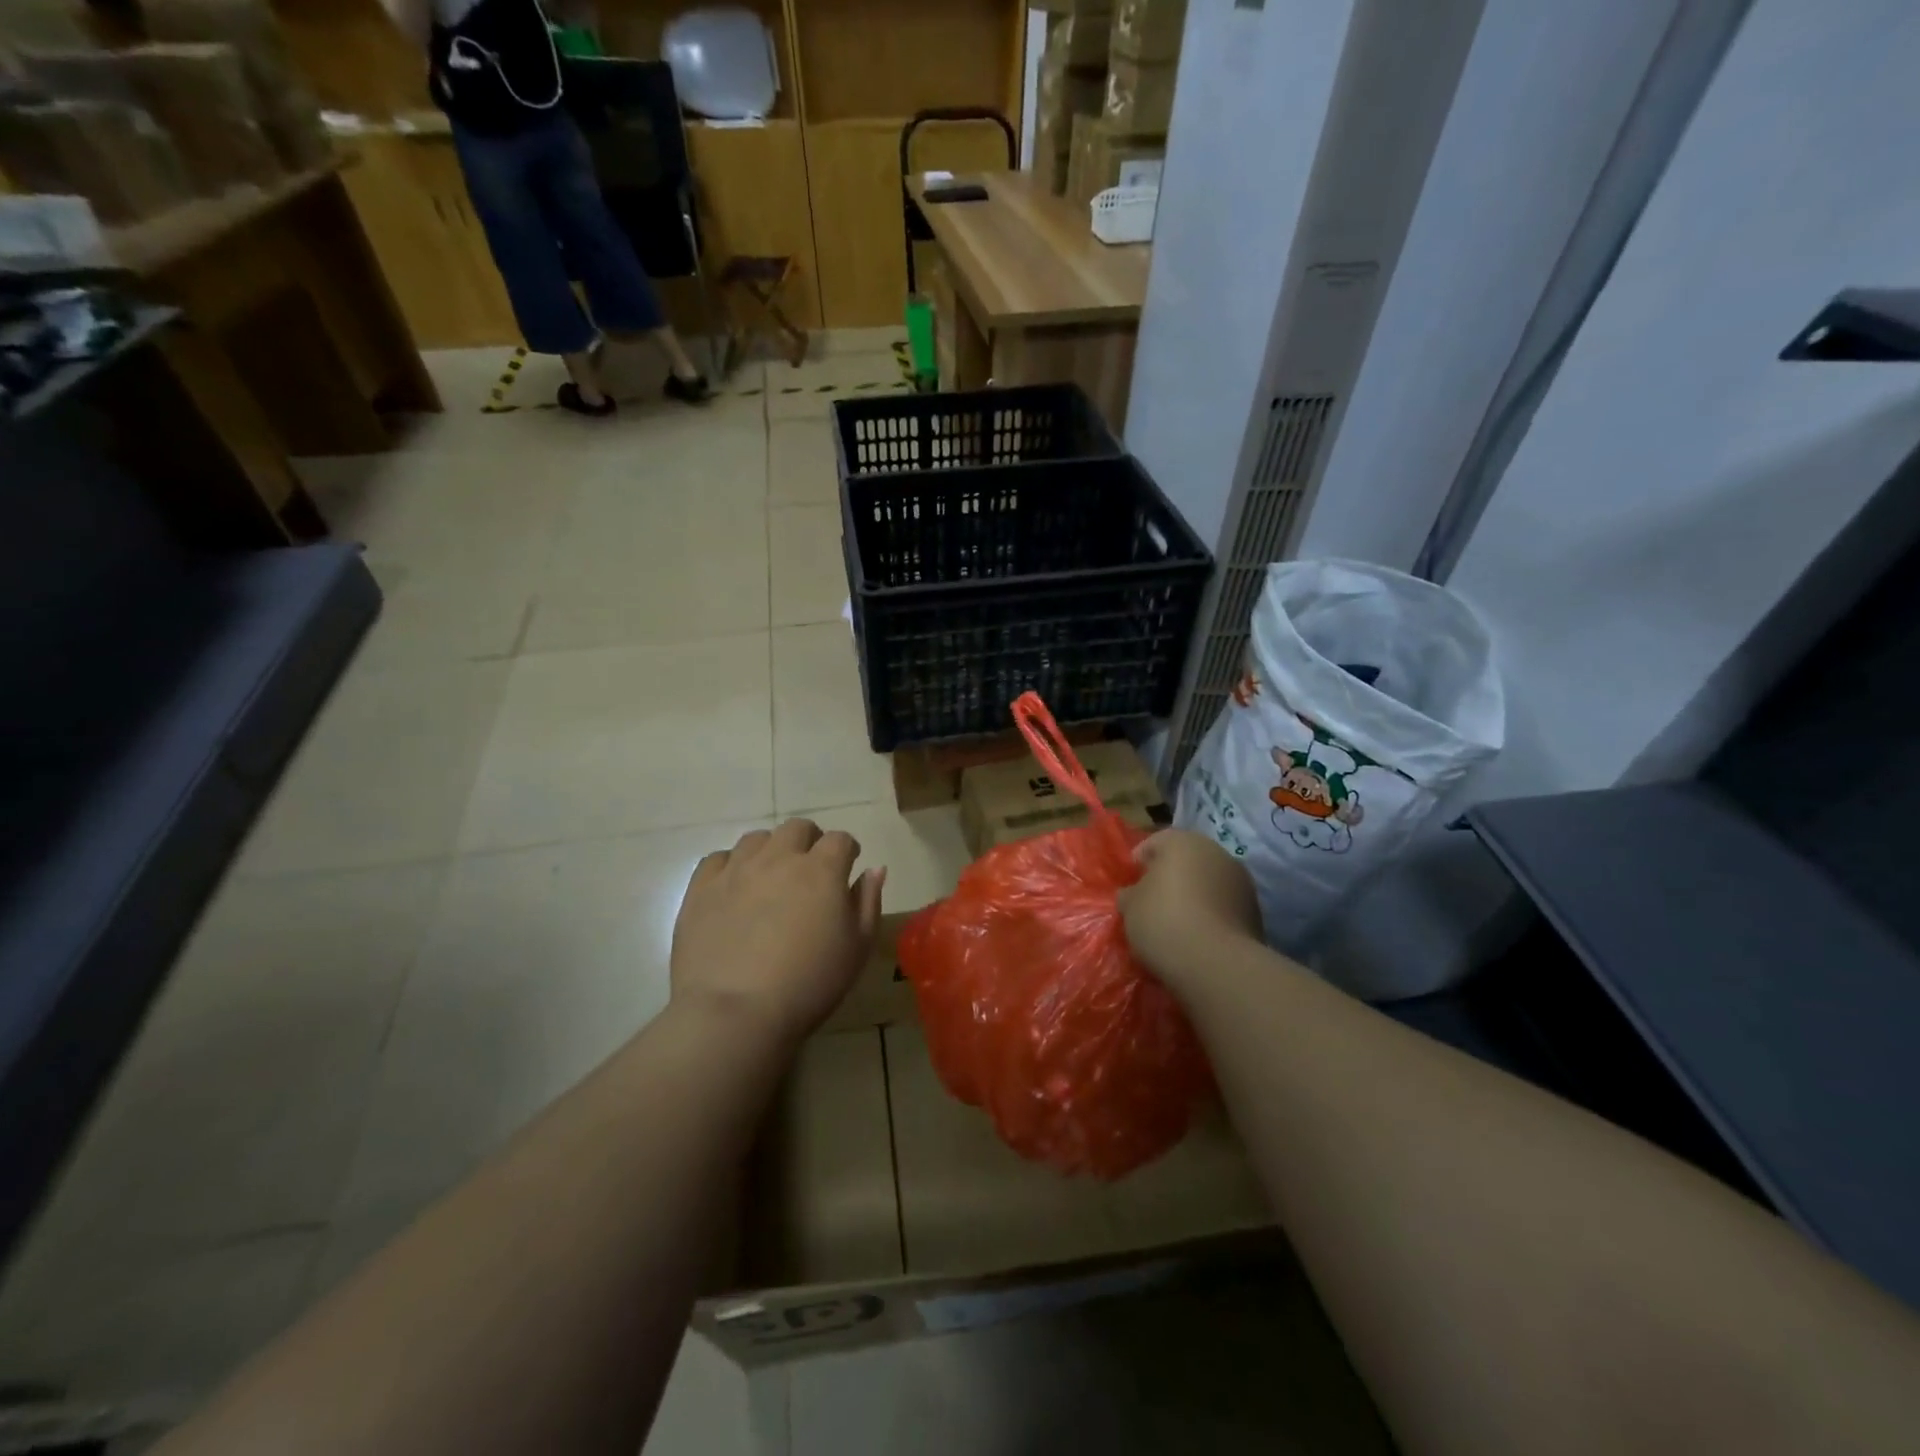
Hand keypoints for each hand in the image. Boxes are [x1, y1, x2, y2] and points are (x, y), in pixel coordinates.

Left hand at [671, 820, 885, 1048]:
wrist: (734, 1012)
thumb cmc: (809, 983)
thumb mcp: (857, 948)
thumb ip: (868, 902)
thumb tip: (874, 869)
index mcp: (822, 870)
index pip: (840, 839)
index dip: (847, 851)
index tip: (847, 868)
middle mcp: (779, 857)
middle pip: (798, 828)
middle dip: (809, 841)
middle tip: (810, 870)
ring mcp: (736, 869)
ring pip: (757, 838)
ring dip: (770, 850)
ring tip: (770, 877)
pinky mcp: (701, 888)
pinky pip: (718, 858)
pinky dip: (731, 865)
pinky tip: (734, 887)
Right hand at [1117, 830, 1262, 995]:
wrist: (1215, 962)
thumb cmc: (1163, 921)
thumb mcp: (1130, 907)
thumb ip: (1130, 894)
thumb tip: (1133, 894)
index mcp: (1182, 841)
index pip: (1155, 842)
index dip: (1139, 862)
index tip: (1130, 885)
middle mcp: (1215, 851)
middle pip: (1186, 860)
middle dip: (1170, 877)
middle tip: (1152, 902)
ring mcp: (1241, 880)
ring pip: (1208, 881)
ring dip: (1194, 895)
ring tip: (1177, 922)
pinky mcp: (1255, 909)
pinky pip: (1224, 905)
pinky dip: (1212, 914)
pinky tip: (1198, 935)